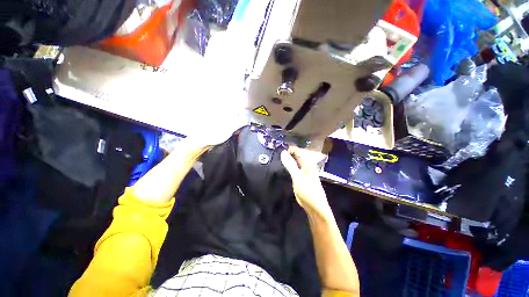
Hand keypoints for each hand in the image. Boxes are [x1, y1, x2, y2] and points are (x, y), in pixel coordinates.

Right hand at [281, 146, 331, 217]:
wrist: (315, 206)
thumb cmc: (307, 191)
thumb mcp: (297, 177)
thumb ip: (290, 165)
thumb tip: (283, 153)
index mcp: (307, 163)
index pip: (297, 150)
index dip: (289, 148)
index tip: (279, 150)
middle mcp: (307, 165)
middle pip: (297, 155)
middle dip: (288, 153)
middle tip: (277, 153)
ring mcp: (305, 171)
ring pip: (296, 161)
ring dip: (288, 159)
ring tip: (279, 158)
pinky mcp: (303, 177)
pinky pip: (295, 167)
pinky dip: (290, 165)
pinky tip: (285, 167)